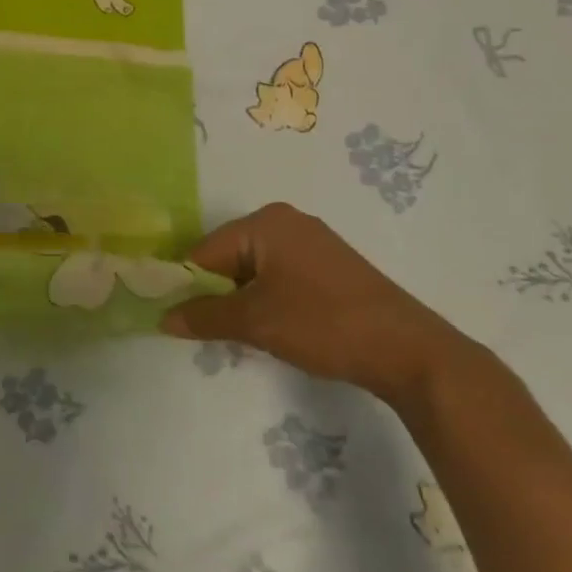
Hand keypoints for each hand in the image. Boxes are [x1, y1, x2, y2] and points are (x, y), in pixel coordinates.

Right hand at [163, 202, 466, 406]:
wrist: (409, 350)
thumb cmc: (323, 324)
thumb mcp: (255, 322)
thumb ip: (204, 316)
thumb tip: (163, 318)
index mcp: (264, 222)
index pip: (205, 250)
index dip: (188, 285)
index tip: (179, 319)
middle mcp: (286, 221)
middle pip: (228, 257)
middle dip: (217, 293)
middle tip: (215, 331)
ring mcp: (311, 242)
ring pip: (254, 269)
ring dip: (243, 299)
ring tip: (249, 334)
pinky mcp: (329, 266)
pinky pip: (280, 275)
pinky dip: (269, 299)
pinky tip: (277, 328)